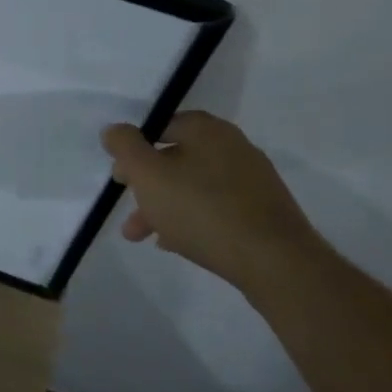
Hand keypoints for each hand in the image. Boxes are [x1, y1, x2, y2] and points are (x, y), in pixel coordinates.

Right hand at [102, 111, 324, 293]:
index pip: (160, 126)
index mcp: (207, 129)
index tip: (121, 177)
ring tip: (143, 236)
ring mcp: (253, 181)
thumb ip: (125, 146)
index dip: (134, 149)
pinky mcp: (265, 213)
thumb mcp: (148, 174)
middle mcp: (233, 146)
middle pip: (176, 159)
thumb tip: (114, 130)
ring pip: (194, 187)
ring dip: (165, 207)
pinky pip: (217, 208)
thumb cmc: (202, 210)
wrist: (277, 264)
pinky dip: (193, 220)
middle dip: (147, 185)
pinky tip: (177, 243)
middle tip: (129, 208)